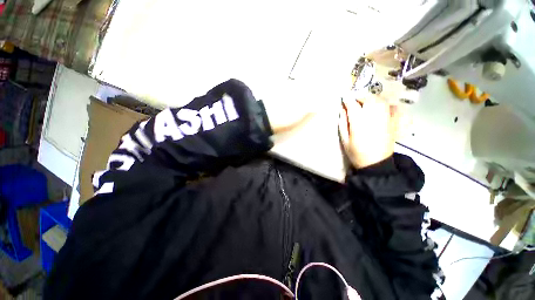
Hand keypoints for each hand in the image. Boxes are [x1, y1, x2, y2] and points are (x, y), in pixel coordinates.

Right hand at [338, 97, 398, 168]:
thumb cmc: (356, 153)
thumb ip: (343, 124)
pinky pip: (391, 108)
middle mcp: (374, 117)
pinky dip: (385, 104)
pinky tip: (380, 106)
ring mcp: (386, 119)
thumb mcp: (345, 140)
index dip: (348, 100)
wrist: (376, 163)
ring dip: (371, 98)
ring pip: (380, 101)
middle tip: (354, 100)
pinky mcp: (393, 123)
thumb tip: (342, 110)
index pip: (353, 106)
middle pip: (369, 99)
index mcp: (359, 123)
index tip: (343, 97)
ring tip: (365, 102)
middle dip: (360, 97)